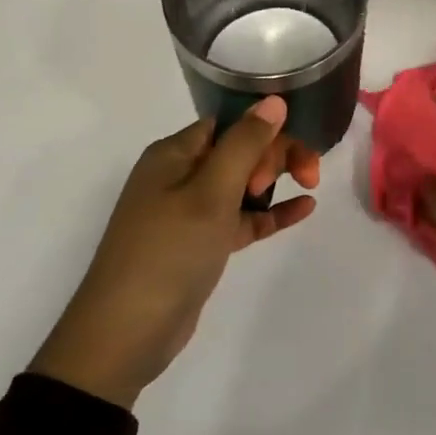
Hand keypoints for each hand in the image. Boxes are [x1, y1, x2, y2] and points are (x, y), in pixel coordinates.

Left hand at [31, 97, 319, 408]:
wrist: (126, 334)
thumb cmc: (168, 252)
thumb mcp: (210, 193)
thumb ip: (245, 144)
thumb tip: (275, 100)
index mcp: (174, 154)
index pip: (230, 123)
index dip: (265, 132)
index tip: (289, 156)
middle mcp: (180, 176)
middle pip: (239, 150)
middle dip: (276, 156)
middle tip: (304, 177)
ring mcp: (190, 212)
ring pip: (243, 184)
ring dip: (276, 182)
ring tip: (309, 188)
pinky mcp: (201, 244)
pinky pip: (242, 218)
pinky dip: (270, 213)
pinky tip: (305, 209)